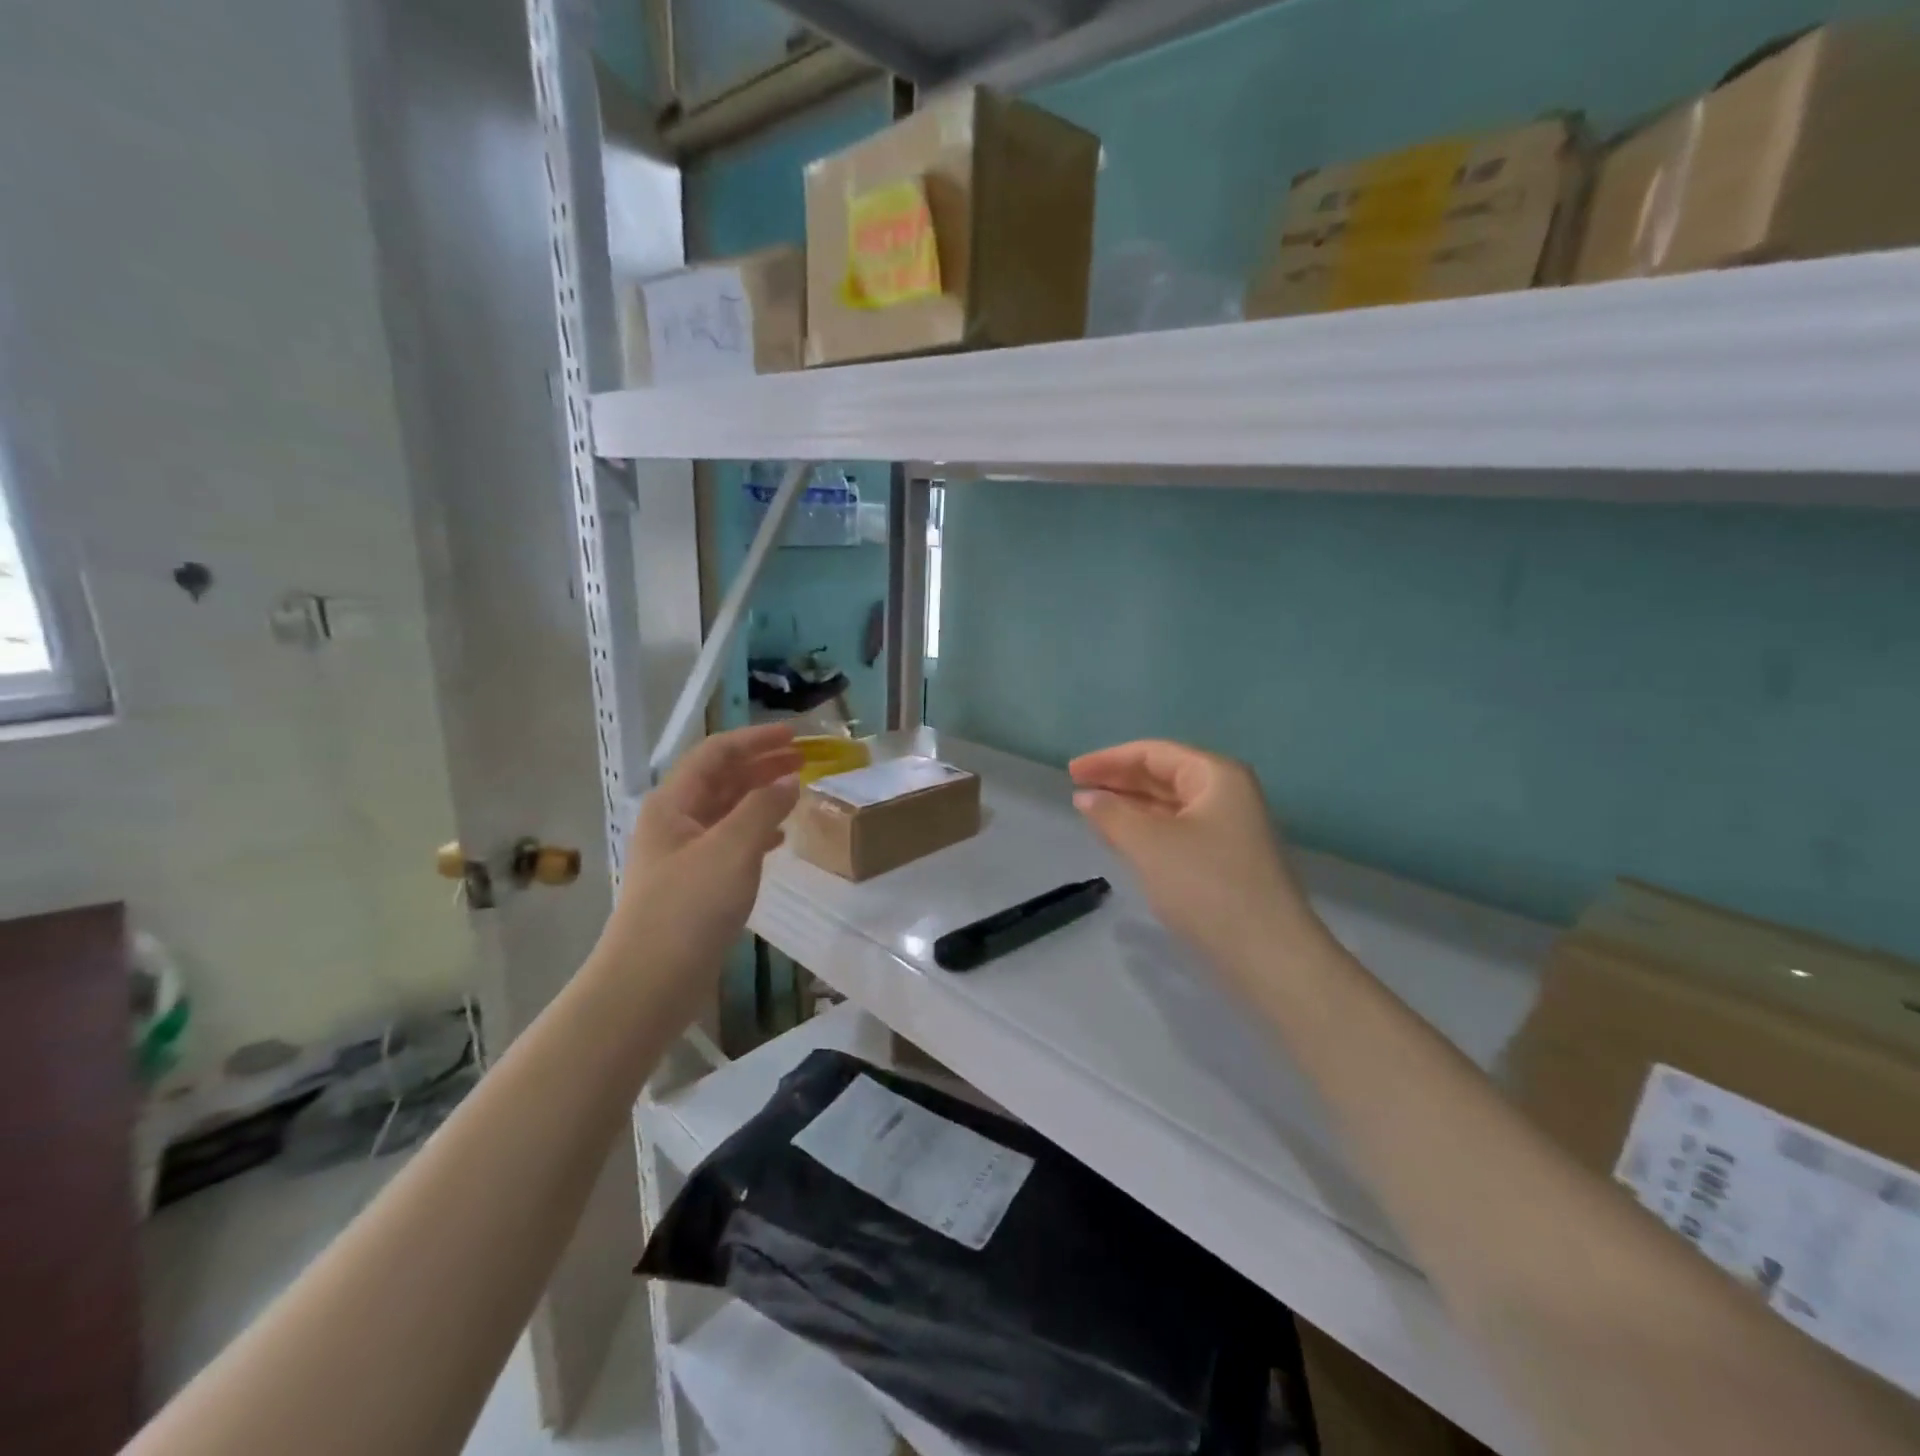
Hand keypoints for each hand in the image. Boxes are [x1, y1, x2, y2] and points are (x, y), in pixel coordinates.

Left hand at [602, 724, 802, 1023]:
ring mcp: (683, 855)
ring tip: (798, 791)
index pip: (716, 753)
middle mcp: (675, 822)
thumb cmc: (688, 908)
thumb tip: (788, 780)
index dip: (755, 739)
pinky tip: (780, 838)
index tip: (795, 736)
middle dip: (761, 764)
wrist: (650, 983)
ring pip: (727, 811)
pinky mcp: (695, 885)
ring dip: (761, 797)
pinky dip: (758, 833)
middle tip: (803, 759)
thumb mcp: (732, 849)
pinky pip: (731, 843)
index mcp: (673, 804)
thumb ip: (763, 808)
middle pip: (721, 779)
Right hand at [1069, 739, 1319, 972]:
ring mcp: (1229, 830)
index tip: (1072, 772)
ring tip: (1091, 813)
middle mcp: (1227, 795)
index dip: (1109, 759)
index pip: (1154, 753)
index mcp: (1216, 776)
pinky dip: (1146, 830)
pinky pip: (1176, 831)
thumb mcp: (1150, 844)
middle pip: (1163, 775)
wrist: (1268, 955)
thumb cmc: (1206, 886)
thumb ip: (1112, 814)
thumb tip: (1086, 797)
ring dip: (1130, 806)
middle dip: (1119, 780)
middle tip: (1077, 789)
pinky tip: (1121, 838)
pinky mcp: (1225, 862)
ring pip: (1169, 806)